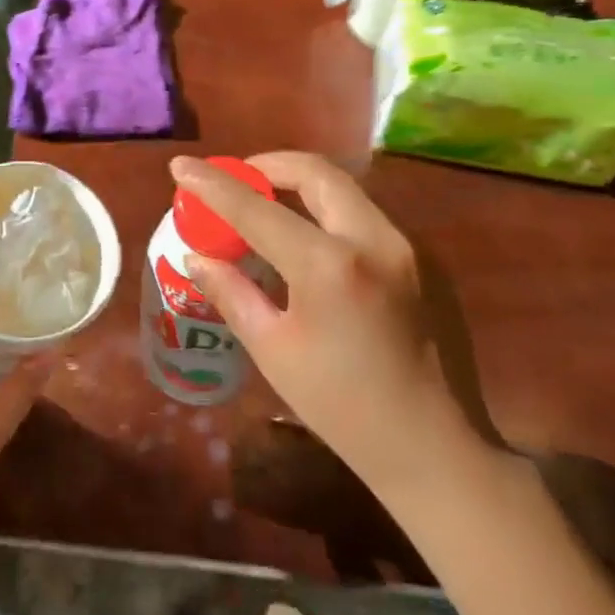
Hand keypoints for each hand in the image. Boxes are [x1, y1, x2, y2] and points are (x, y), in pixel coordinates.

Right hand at [169, 152, 495, 498]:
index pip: (256, 210)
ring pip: (344, 189)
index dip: (212, 185)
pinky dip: (326, 210)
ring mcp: (405, 246)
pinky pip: (364, 215)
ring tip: (265, 203)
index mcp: (329, 266)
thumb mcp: (273, 350)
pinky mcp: (422, 260)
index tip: (180, 165)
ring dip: (299, 184)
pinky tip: (308, 238)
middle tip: (236, 178)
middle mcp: (372, 240)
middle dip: (267, 165)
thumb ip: (232, 293)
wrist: (434, 448)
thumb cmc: (342, 407)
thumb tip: (196, 257)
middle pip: (314, 173)